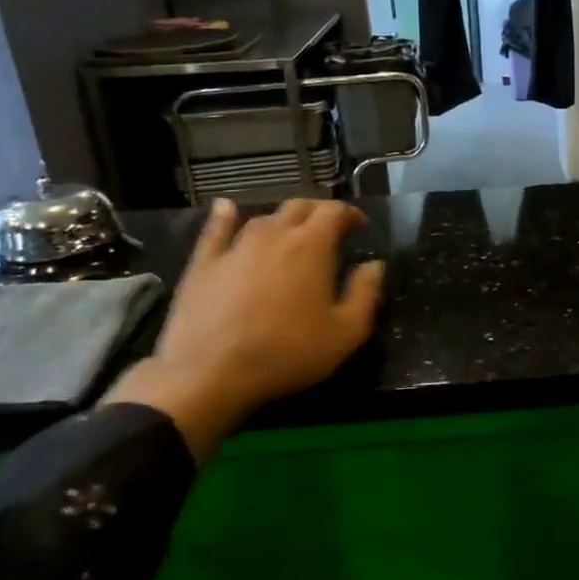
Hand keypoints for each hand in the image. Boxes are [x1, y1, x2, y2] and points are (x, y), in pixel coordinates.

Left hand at [105, 199, 384, 454]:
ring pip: (263, 218)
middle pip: (299, 207)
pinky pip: (216, 229)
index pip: (334, 211)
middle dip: (318, 211)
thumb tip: (375, 265)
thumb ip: (365, 294)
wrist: (210, 373)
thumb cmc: (287, 353)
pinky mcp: (204, 262)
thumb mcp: (345, 333)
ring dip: (282, 220)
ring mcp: (235, 245)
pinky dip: (225, 216)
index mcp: (312, 246)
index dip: (349, 213)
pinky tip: (227, 208)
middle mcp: (274, 234)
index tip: (358, 225)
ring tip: (290, 233)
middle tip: (329, 227)